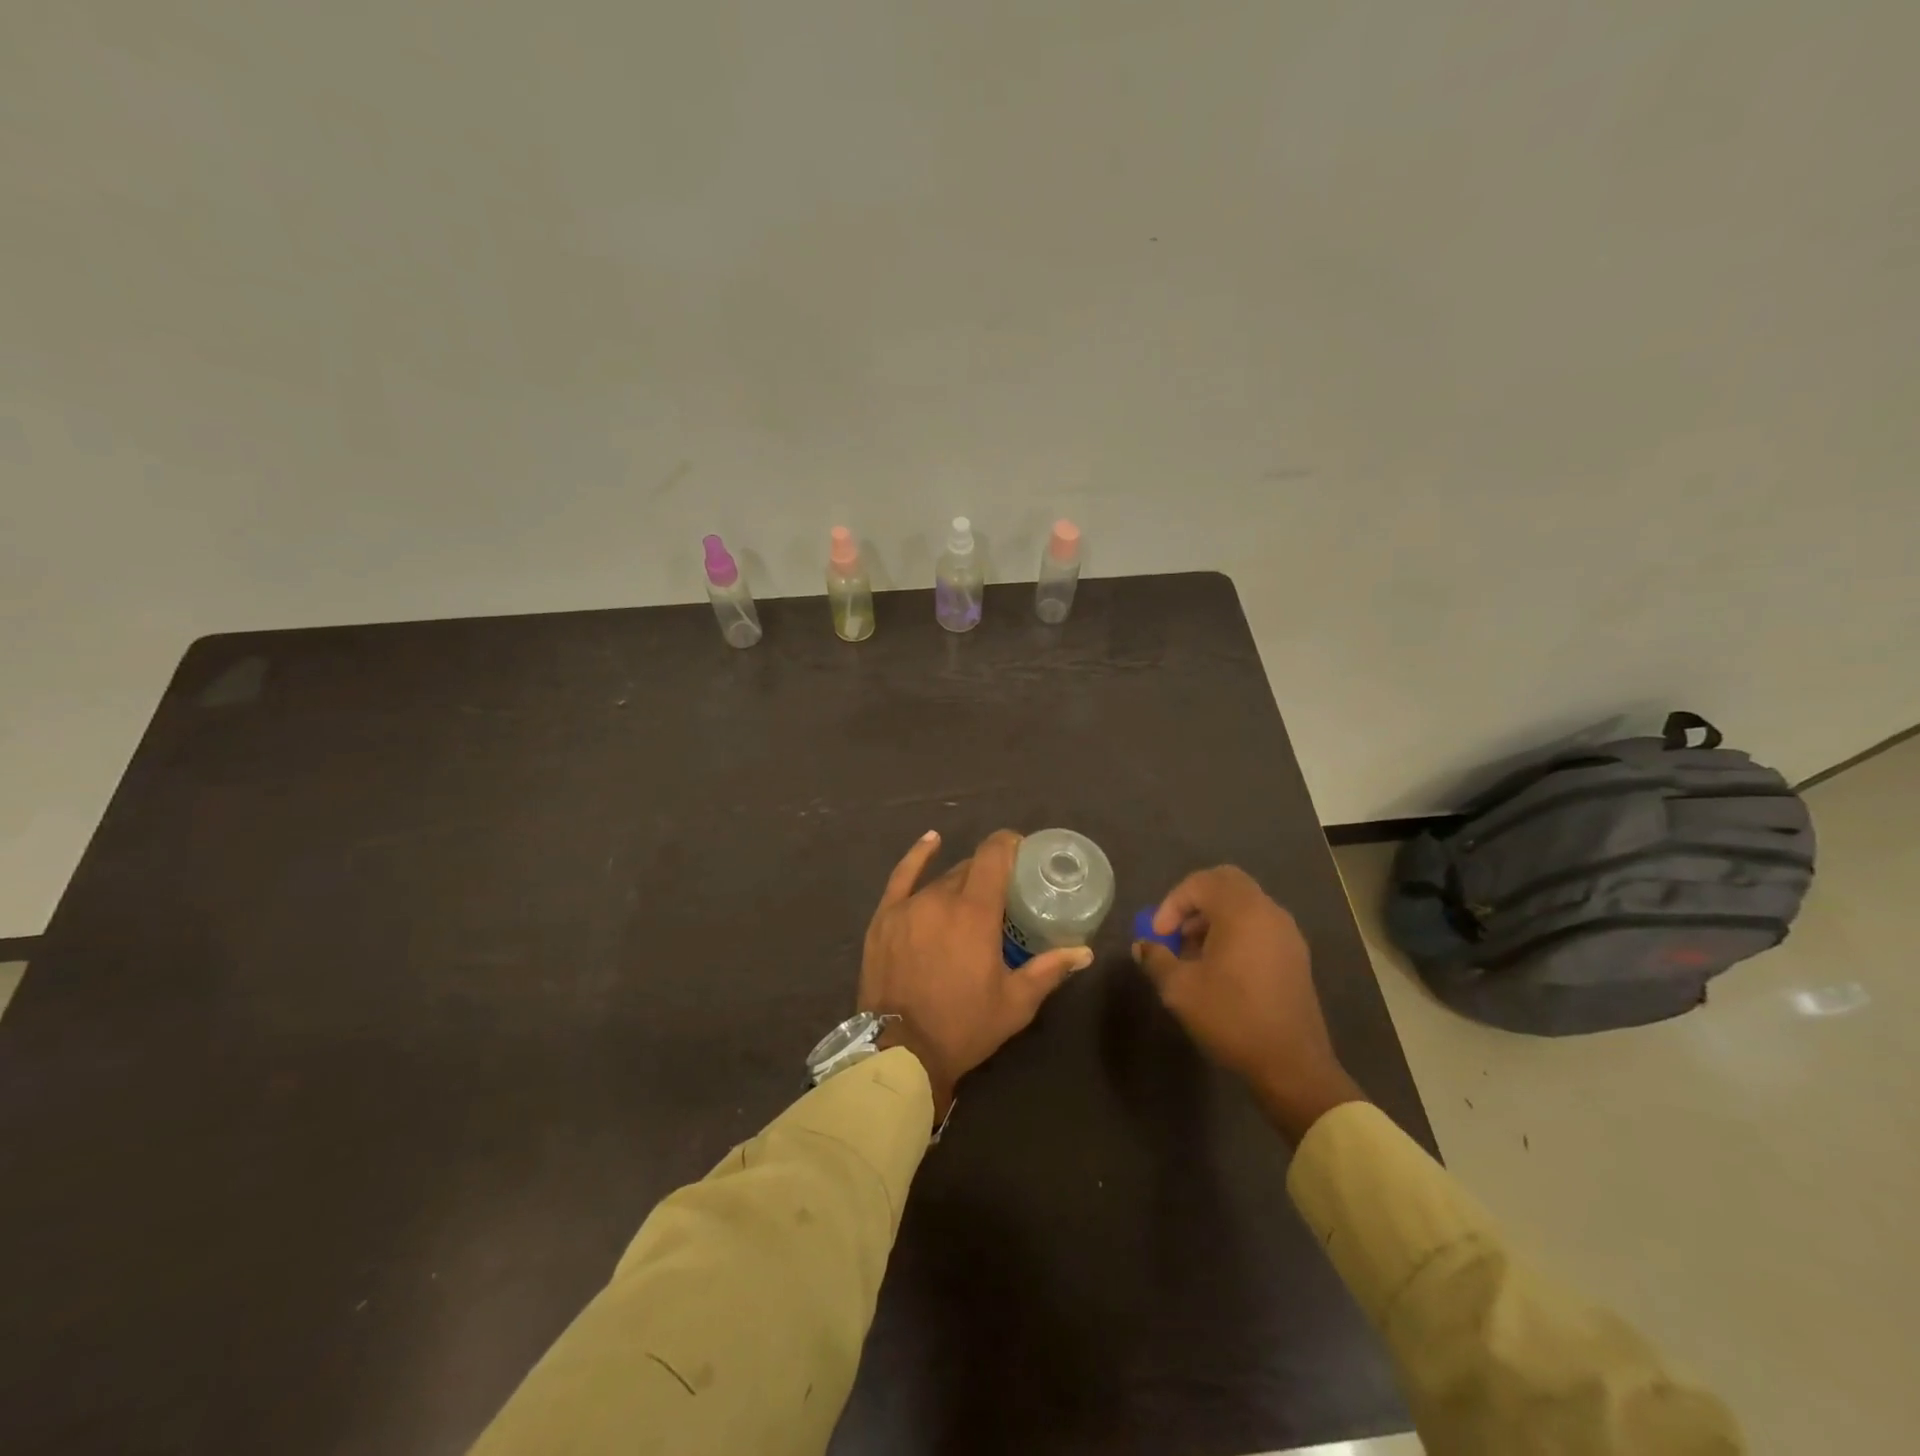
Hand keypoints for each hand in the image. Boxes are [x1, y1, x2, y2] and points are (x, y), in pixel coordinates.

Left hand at [860, 829, 1093, 1117]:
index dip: (1010, 845)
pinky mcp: (885, 917)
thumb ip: (1049, 970)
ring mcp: (908, 906)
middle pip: (970, 869)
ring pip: (942, 879)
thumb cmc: (963, 1026)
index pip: (994, 856)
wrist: (900, 1051)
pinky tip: (932, 840)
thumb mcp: (1015, 1003)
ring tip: (973, 898)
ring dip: (961, 883)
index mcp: (975, 912)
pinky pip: (902, 877)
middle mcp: (940, 898)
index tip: (1024, 851)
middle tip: (1004, 894)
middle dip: (990, 874)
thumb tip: (1084, 952)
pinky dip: (918, 857)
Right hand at [1132, 865, 1364, 1144]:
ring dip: (1214, 917)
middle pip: (1227, 883)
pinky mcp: (1295, 956)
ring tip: (1193, 953)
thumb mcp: (1180, 989)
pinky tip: (1220, 967)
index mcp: (1242, 911)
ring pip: (1244, 904)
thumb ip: (1156, 959)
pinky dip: (1235, 931)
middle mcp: (1268, 912)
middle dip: (1194, 901)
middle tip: (1175, 930)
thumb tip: (1143, 946)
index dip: (1172, 903)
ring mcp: (1287, 934)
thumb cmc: (1232, 1017)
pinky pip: (1259, 925)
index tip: (1158, 935)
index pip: (1200, 883)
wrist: (1292, 1065)